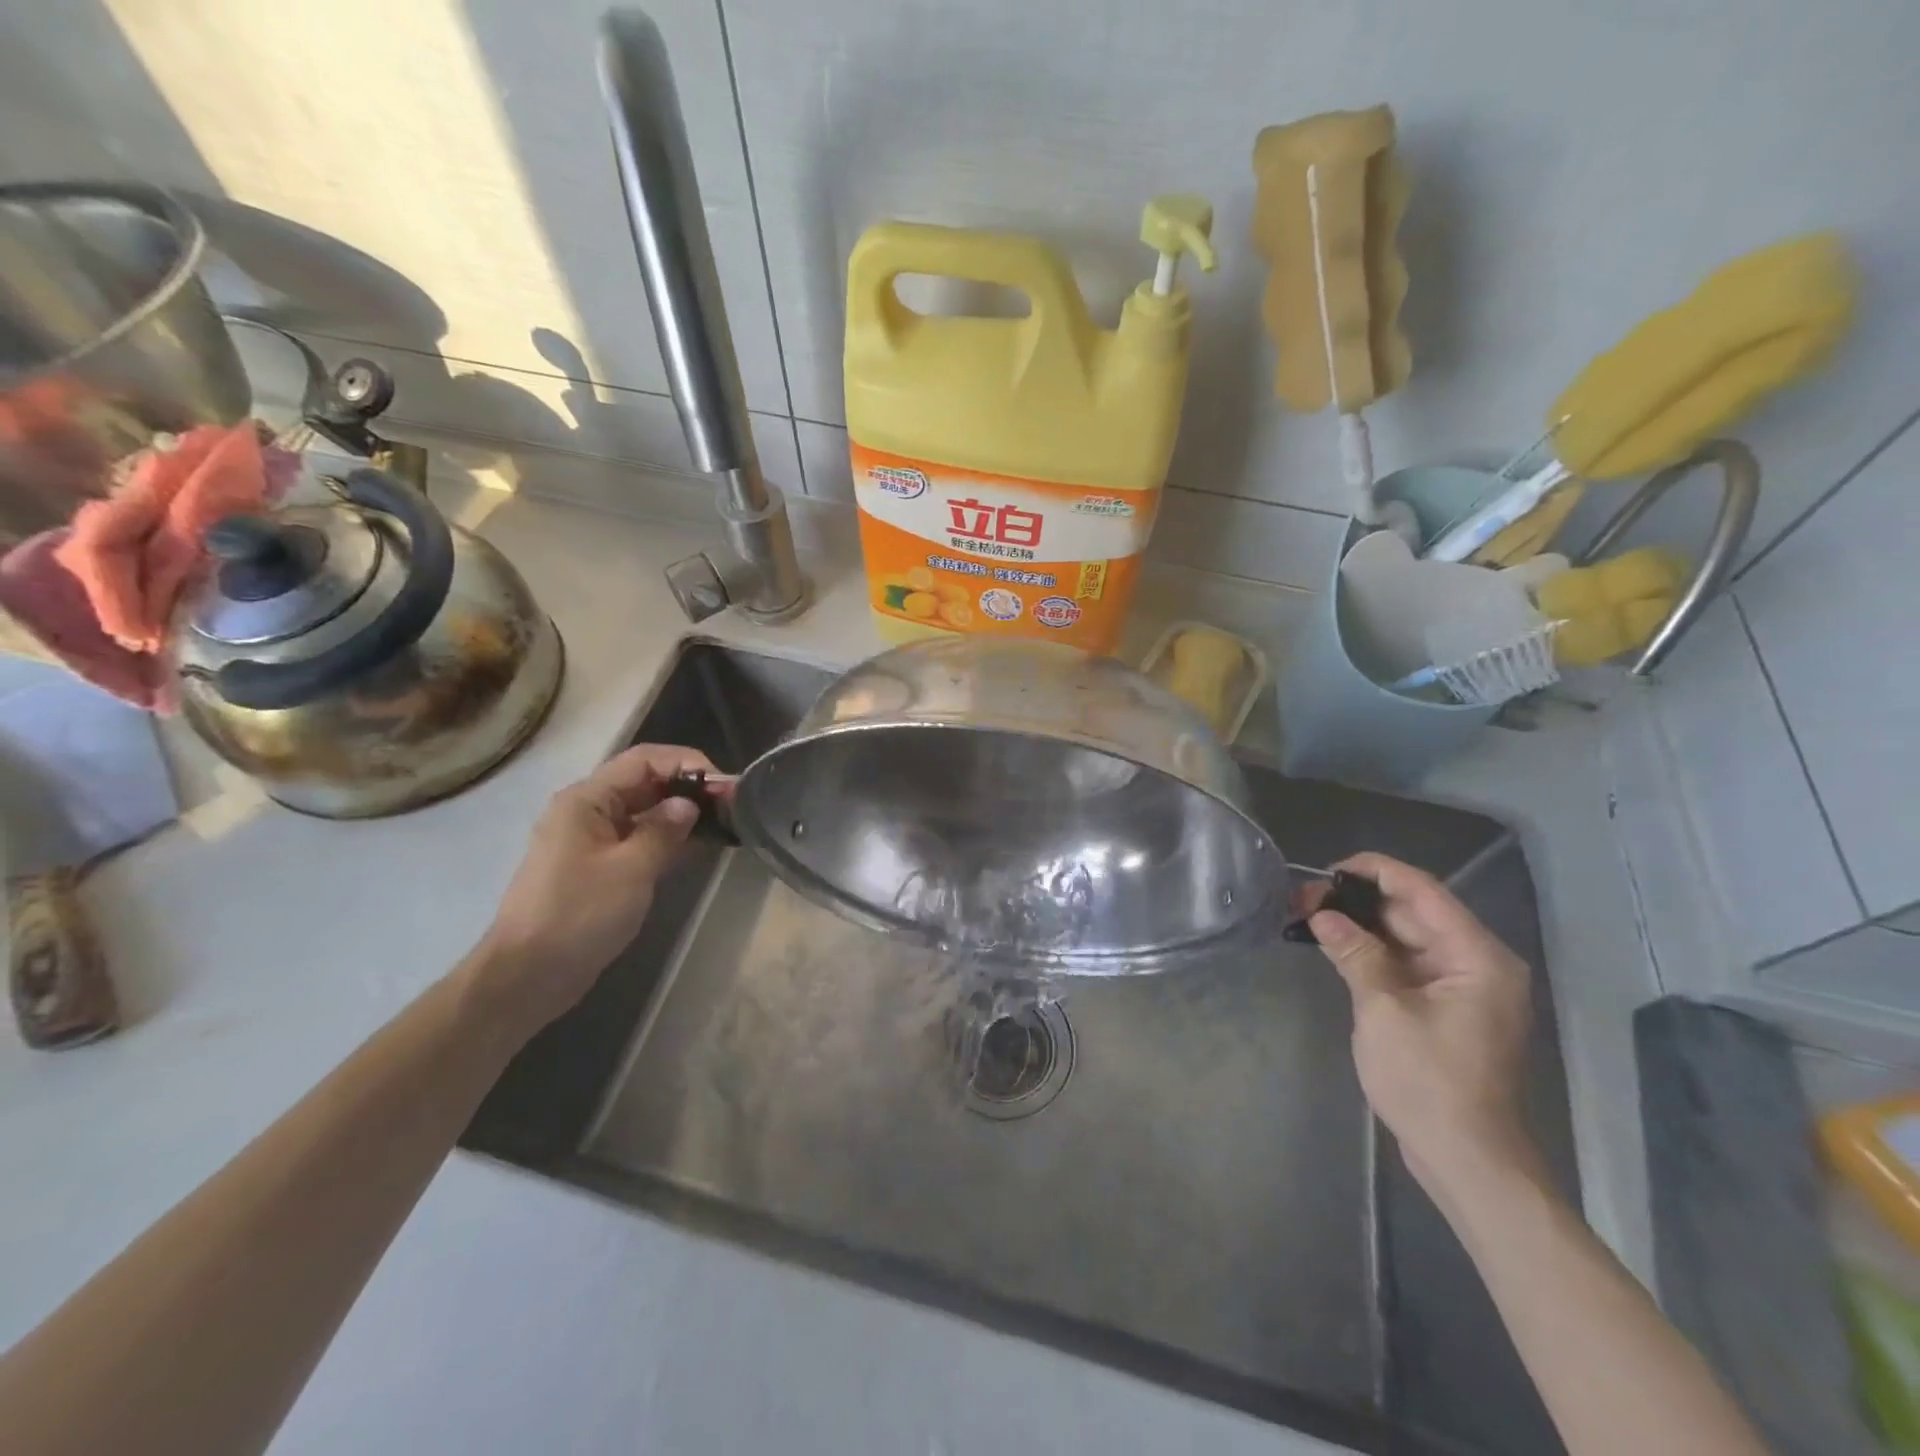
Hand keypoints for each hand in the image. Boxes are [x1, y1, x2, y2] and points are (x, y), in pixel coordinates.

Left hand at [471, 744, 719, 1031]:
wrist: (527, 976)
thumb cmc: (579, 915)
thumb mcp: (631, 869)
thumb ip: (664, 830)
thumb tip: (689, 804)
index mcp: (586, 800)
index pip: (644, 760)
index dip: (687, 763)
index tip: (725, 785)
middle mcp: (586, 811)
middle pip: (644, 783)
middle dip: (688, 788)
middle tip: (732, 804)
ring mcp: (590, 841)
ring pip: (643, 812)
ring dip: (680, 814)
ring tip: (722, 823)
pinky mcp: (597, 868)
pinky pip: (637, 839)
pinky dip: (666, 838)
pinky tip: (695, 848)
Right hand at [1294, 852, 1539, 1198]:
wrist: (1466, 1160)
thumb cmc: (1429, 1082)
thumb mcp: (1383, 1011)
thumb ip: (1355, 954)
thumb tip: (1322, 915)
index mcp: (1477, 957)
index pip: (1423, 891)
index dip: (1374, 872)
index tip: (1326, 870)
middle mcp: (1476, 963)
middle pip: (1414, 912)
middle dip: (1358, 901)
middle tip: (1303, 897)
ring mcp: (1462, 987)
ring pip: (1406, 937)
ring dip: (1361, 926)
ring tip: (1309, 916)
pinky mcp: (1446, 1008)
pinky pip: (1407, 964)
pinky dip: (1372, 953)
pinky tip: (1334, 946)